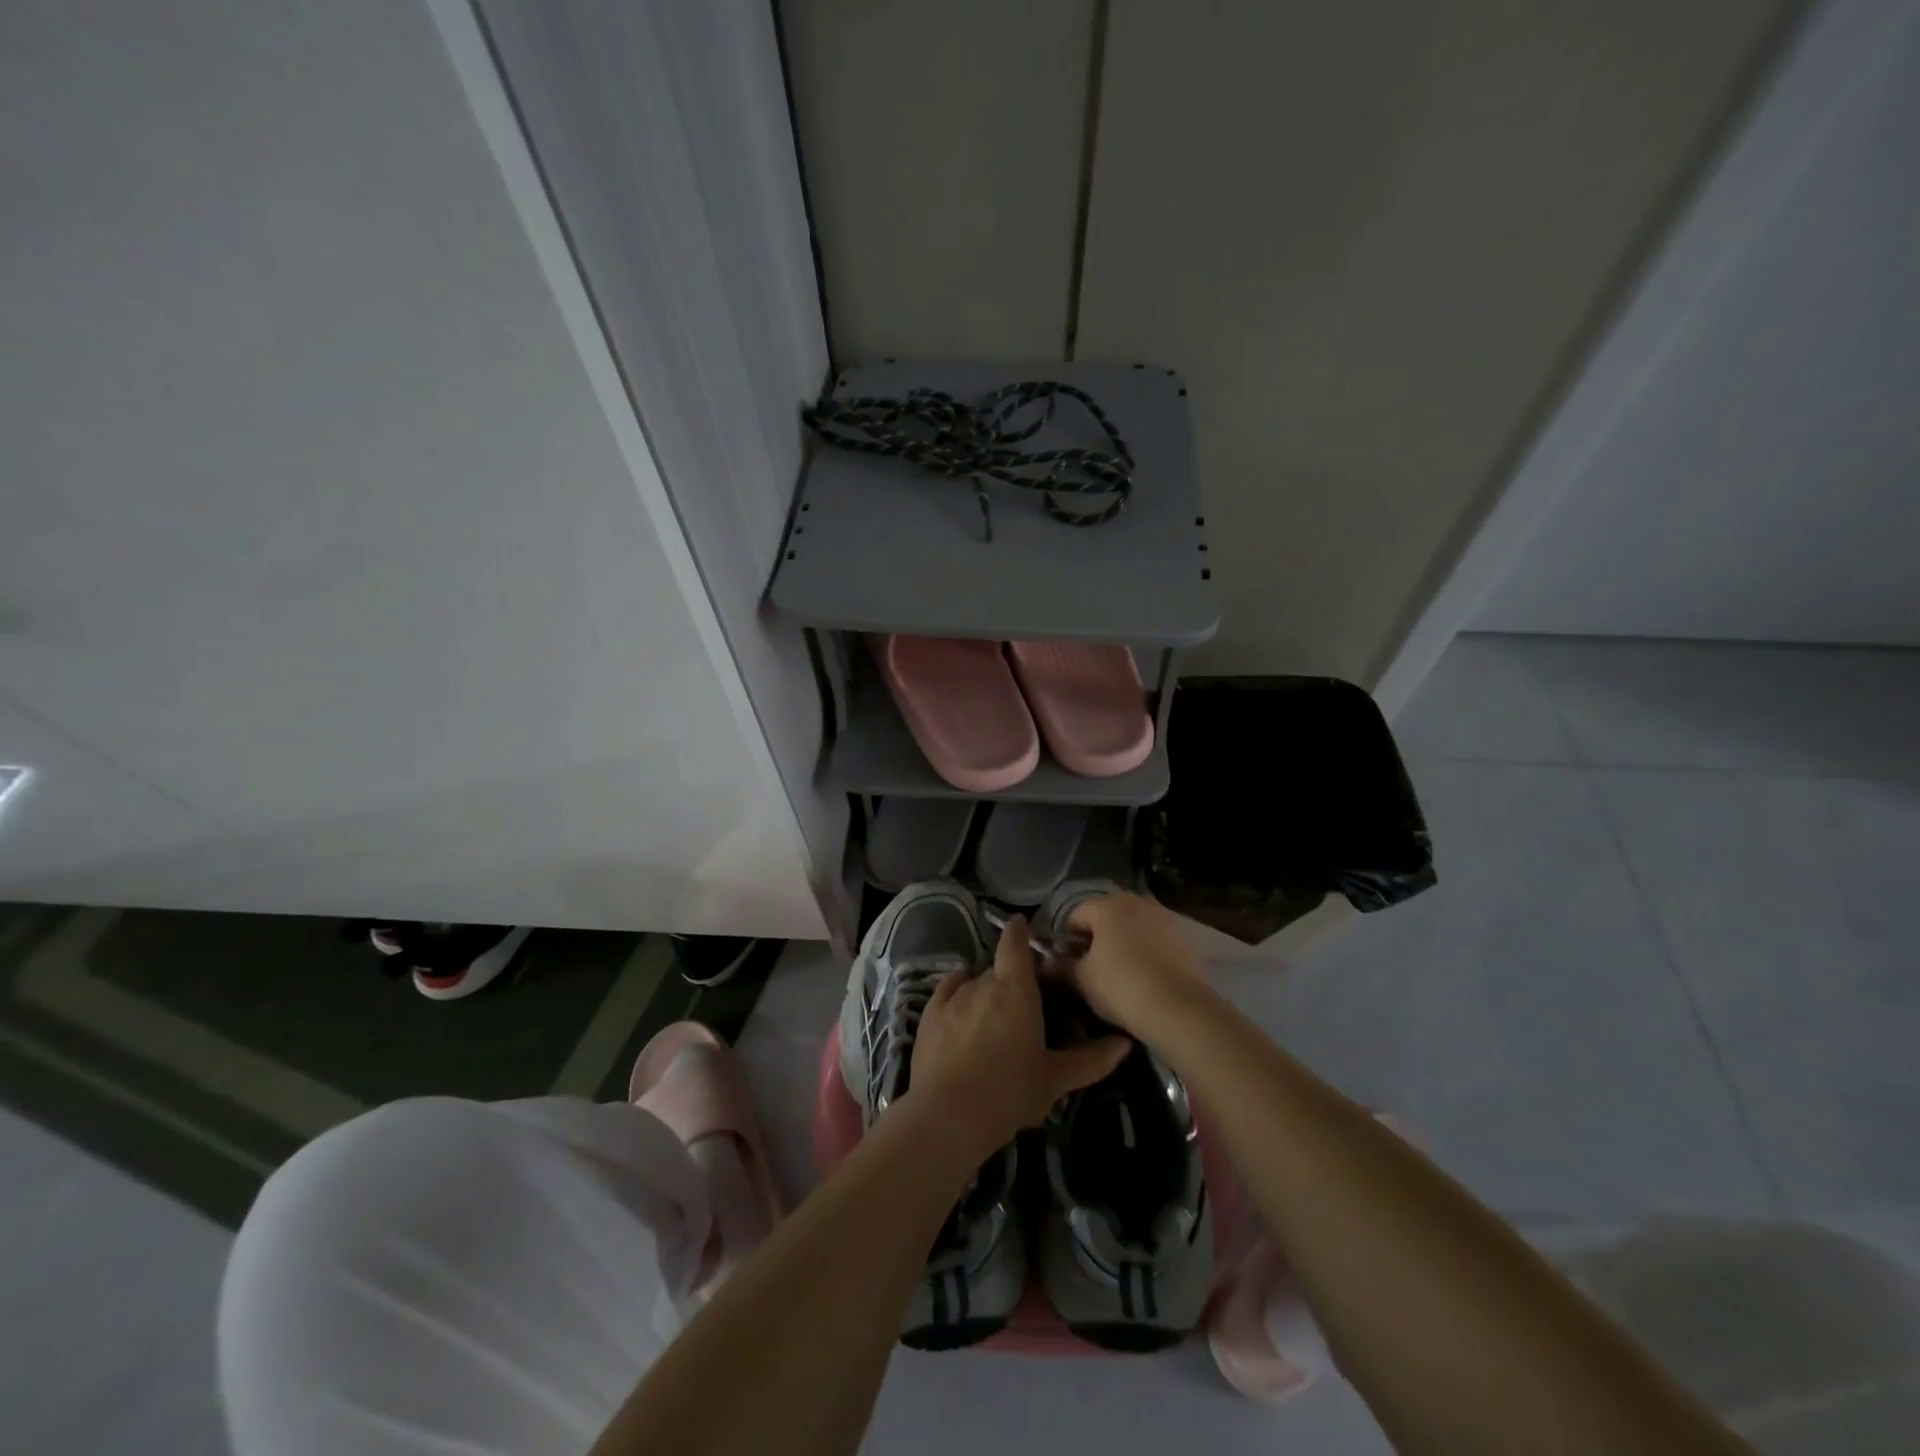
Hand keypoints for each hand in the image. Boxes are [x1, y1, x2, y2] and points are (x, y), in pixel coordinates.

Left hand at [909, 916, 1130, 1157]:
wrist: (948, 1115)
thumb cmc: (1010, 1093)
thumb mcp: (1056, 1079)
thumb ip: (1092, 1059)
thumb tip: (1126, 1043)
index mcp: (1017, 990)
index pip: (1015, 944)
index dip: (1019, 931)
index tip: (1023, 925)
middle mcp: (984, 983)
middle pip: (999, 968)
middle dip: (1010, 975)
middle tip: (1022, 998)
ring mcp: (953, 997)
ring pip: (974, 981)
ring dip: (985, 990)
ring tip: (993, 1014)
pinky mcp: (929, 1014)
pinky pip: (947, 989)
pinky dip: (957, 989)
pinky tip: (961, 1000)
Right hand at [1055, 892, 1209, 1038]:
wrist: (1179, 1010)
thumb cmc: (1121, 987)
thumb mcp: (1082, 979)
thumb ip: (1061, 967)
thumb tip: (1044, 965)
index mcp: (1108, 905)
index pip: (1075, 915)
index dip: (1065, 939)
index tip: (1064, 963)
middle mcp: (1137, 902)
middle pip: (1105, 917)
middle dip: (1094, 939)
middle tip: (1088, 969)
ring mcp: (1164, 918)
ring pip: (1131, 927)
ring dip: (1120, 944)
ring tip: (1115, 974)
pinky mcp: (1184, 938)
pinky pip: (1153, 940)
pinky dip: (1143, 952)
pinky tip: (1141, 977)